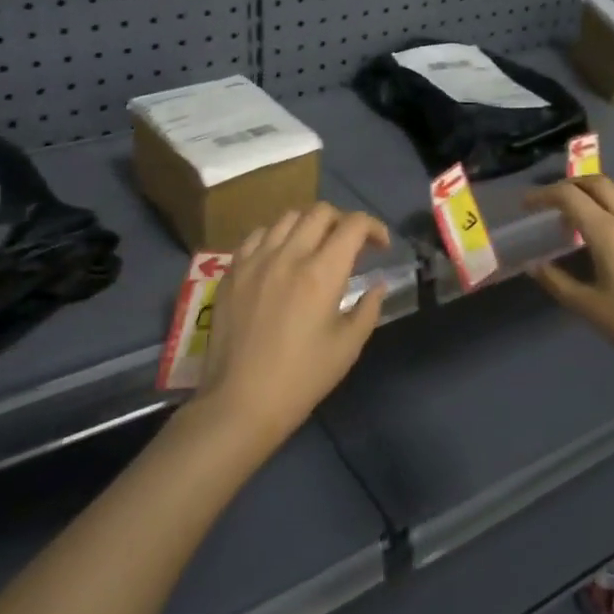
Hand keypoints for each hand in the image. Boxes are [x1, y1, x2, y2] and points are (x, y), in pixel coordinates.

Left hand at [189, 203, 390, 452]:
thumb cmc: (301, 378)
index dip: (374, 227)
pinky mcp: (232, 270)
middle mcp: (288, 255)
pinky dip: (276, 237)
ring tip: (315, 248)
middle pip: (320, 212)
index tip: (381, 246)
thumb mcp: (347, 347)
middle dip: (343, 221)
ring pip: (287, 217)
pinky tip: (280, 257)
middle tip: (350, 246)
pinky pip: (257, 235)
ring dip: (309, 225)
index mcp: (321, 273)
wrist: (240, 401)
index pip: (353, 225)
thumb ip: (368, 308)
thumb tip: (377, 285)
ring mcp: (255, 259)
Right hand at [525, 177, 613, 395]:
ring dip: (598, 205)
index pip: (569, 196)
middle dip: (571, 187)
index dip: (543, 195)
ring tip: (587, 233)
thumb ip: (557, 282)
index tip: (528, 205)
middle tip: (554, 205)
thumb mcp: (590, 308)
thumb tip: (534, 266)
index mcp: (608, 232)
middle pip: (598, 183)